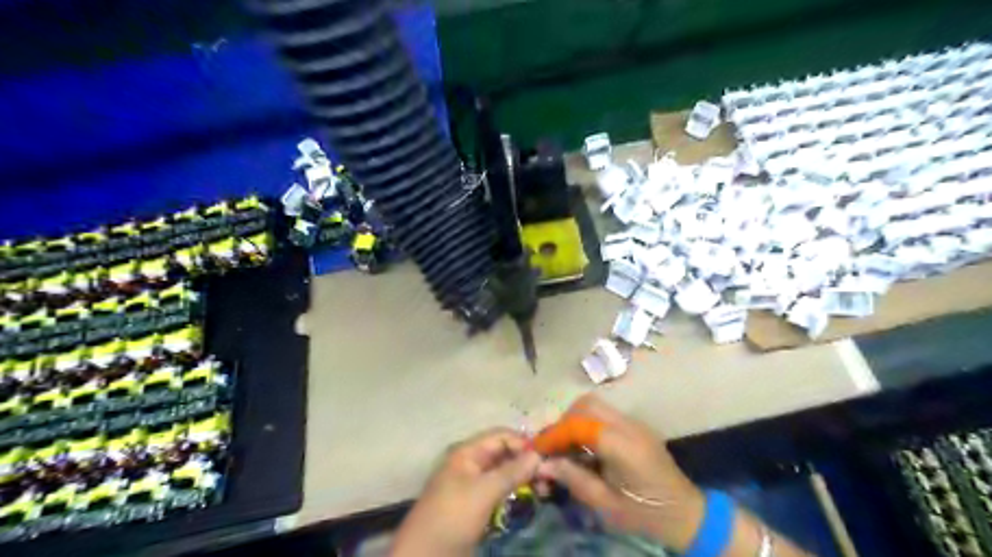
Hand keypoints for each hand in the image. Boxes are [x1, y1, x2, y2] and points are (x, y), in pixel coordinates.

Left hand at [392, 429, 538, 555]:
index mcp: (467, 452)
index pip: (501, 436)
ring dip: (522, 475)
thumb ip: (512, 472)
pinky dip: (514, 489)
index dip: (523, 442)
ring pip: (503, 471)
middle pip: (503, 452)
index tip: (547, 456)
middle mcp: (471, 462)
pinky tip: (529, 495)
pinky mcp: (476, 503)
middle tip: (548, 473)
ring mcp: (473, 483)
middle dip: (524, 459)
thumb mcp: (484, 492)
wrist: (426, 555)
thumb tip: (538, 455)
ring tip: (543, 485)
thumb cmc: (453, 516)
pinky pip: (499, 489)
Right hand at [535, 394, 704, 550]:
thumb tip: (542, 465)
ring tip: (564, 447)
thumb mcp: (607, 506)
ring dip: (574, 420)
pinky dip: (586, 424)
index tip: (538, 449)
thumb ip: (574, 480)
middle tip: (552, 446)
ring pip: (594, 406)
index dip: (556, 434)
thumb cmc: (646, 515)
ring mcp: (635, 423)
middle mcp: (630, 427)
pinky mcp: (635, 426)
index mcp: (625, 447)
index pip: (582, 425)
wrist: (687, 513)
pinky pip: (604, 415)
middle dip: (564, 421)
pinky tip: (582, 447)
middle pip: (587, 405)